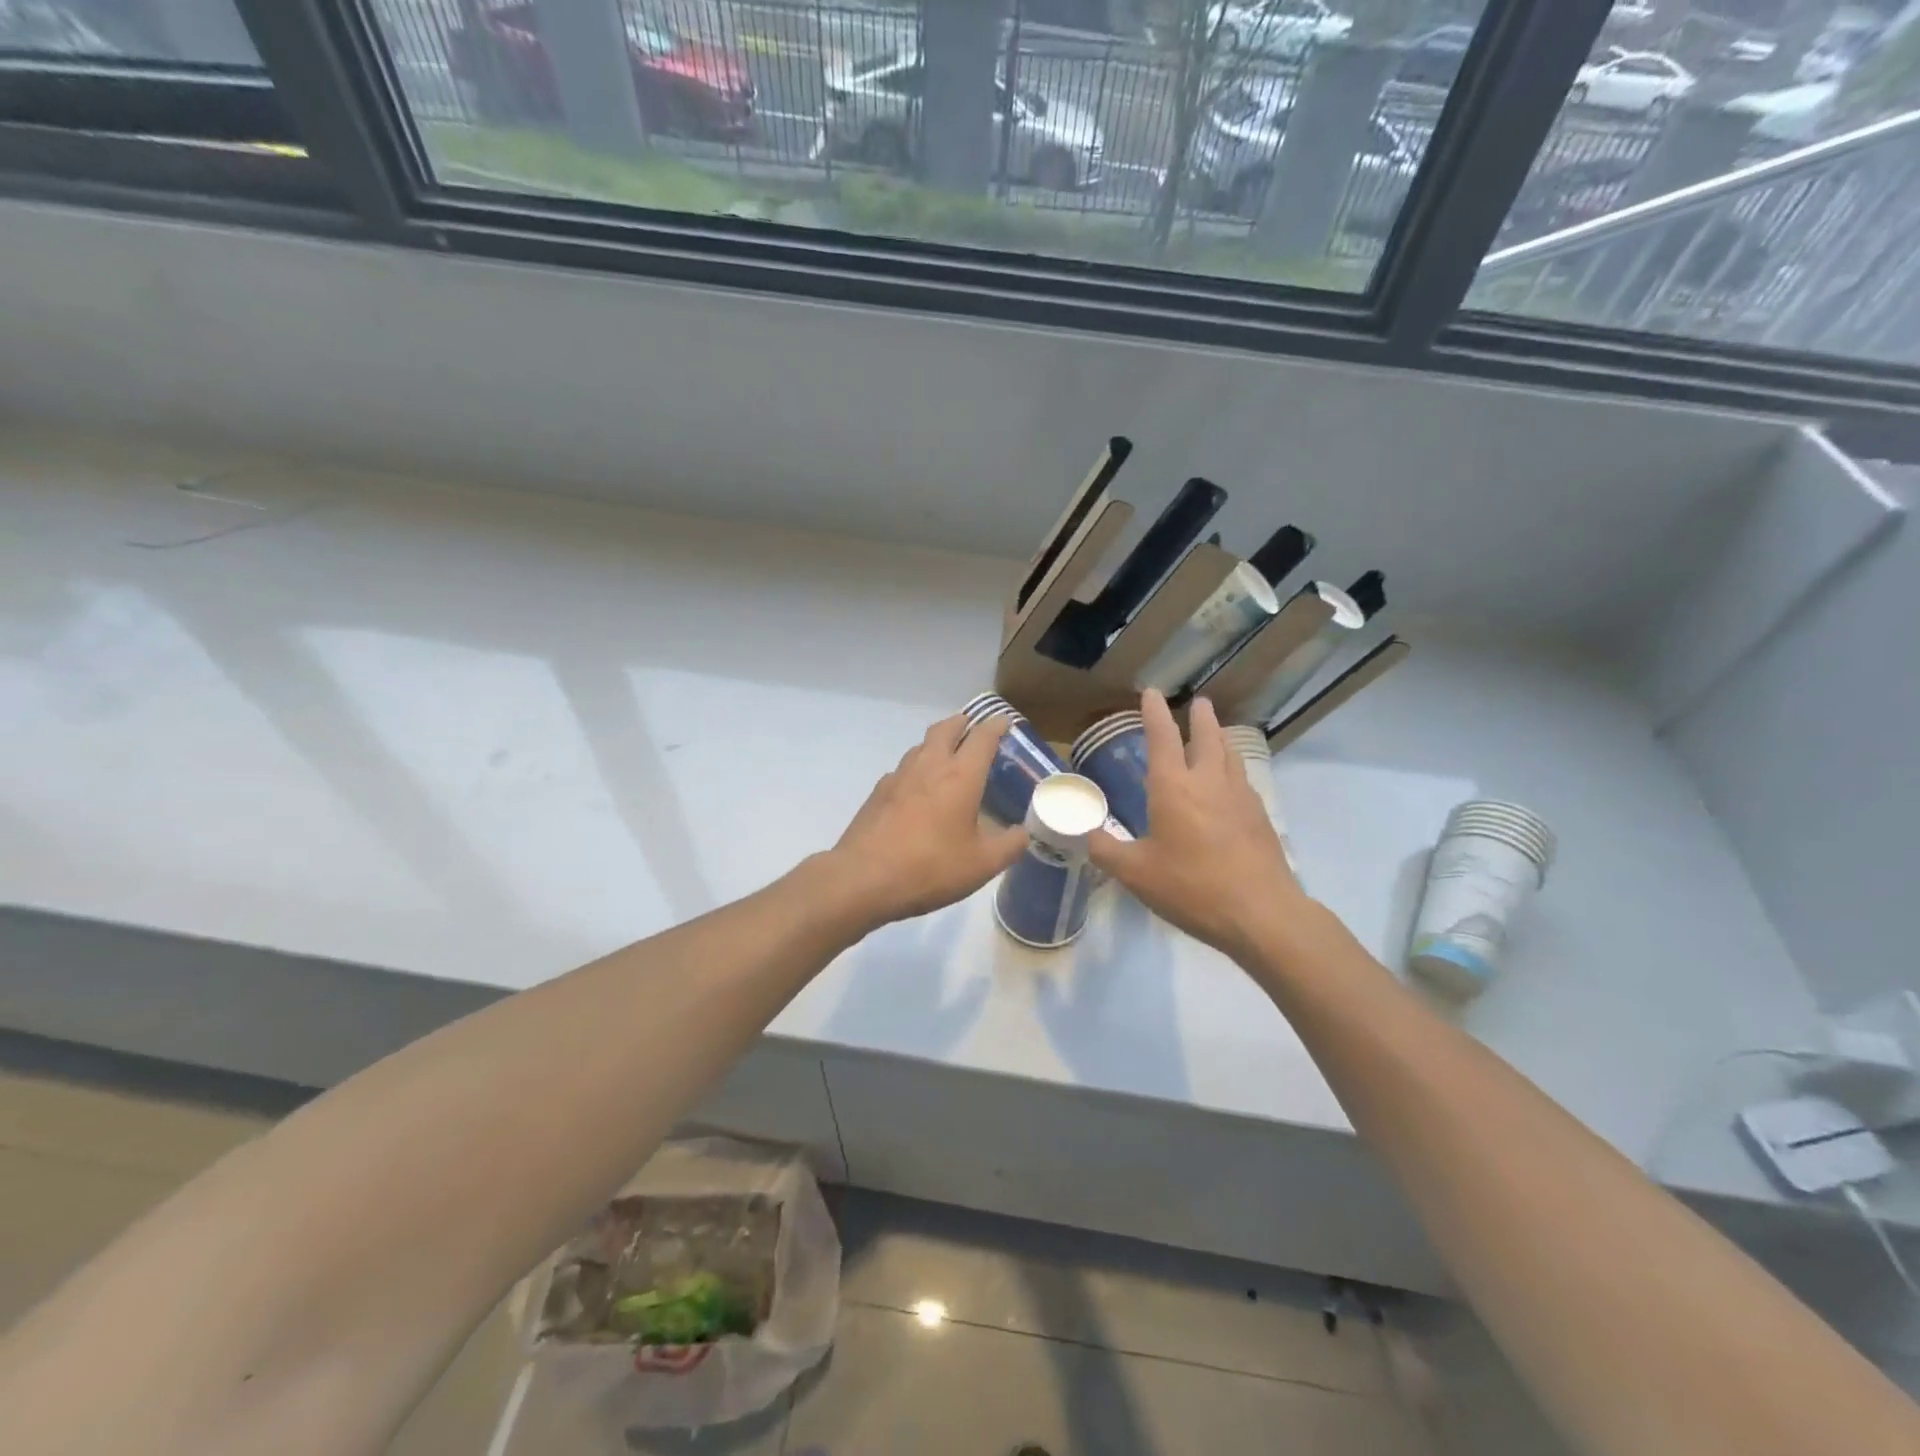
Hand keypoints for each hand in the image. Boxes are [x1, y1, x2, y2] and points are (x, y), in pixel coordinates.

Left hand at [828, 713, 1028, 927]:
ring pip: (921, 746)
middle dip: (962, 723)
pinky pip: (903, 769)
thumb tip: (1023, 833)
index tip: (1004, 721)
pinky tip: (918, 789)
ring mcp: (899, 776)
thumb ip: (1009, 845)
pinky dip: (917, 768)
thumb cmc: (930, 867)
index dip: (995, 726)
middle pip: (946, 729)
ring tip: (948, 755)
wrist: (864, 878)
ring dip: (937, 742)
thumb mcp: (982, 864)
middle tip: (973, 727)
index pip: (982, 737)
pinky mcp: (878, 793)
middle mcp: (929, 766)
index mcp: (960, 776)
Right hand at [1088, 691, 1305, 960]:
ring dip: (1221, 739)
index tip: (1152, 693)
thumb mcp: (1135, 873)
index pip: (1162, 738)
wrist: (1261, 913)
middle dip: (1200, 718)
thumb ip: (1106, 850)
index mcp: (1174, 788)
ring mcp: (1240, 798)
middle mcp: (1209, 782)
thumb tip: (1086, 834)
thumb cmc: (1191, 887)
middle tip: (1200, 703)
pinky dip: (1233, 769)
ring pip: (1230, 756)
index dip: (1154, 714)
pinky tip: (1231, 784)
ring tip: (1217, 733)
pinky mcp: (1260, 818)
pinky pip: (1243, 780)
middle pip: (1207, 738)